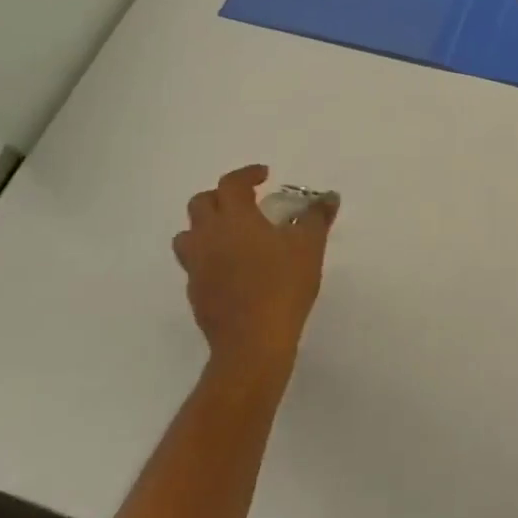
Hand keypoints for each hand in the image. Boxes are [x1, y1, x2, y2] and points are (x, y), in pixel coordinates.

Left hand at [172, 165, 336, 380]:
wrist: (253, 343)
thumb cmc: (283, 285)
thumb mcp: (309, 245)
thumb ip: (317, 217)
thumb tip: (328, 198)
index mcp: (234, 218)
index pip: (231, 183)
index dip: (247, 174)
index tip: (264, 176)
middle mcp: (208, 236)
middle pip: (201, 203)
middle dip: (222, 196)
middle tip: (246, 202)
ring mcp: (197, 267)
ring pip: (188, 235)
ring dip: (206, 227)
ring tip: (231, 234)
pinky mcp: (195, 293)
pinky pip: (195, 264)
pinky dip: (209, 257)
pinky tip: (232, 268)